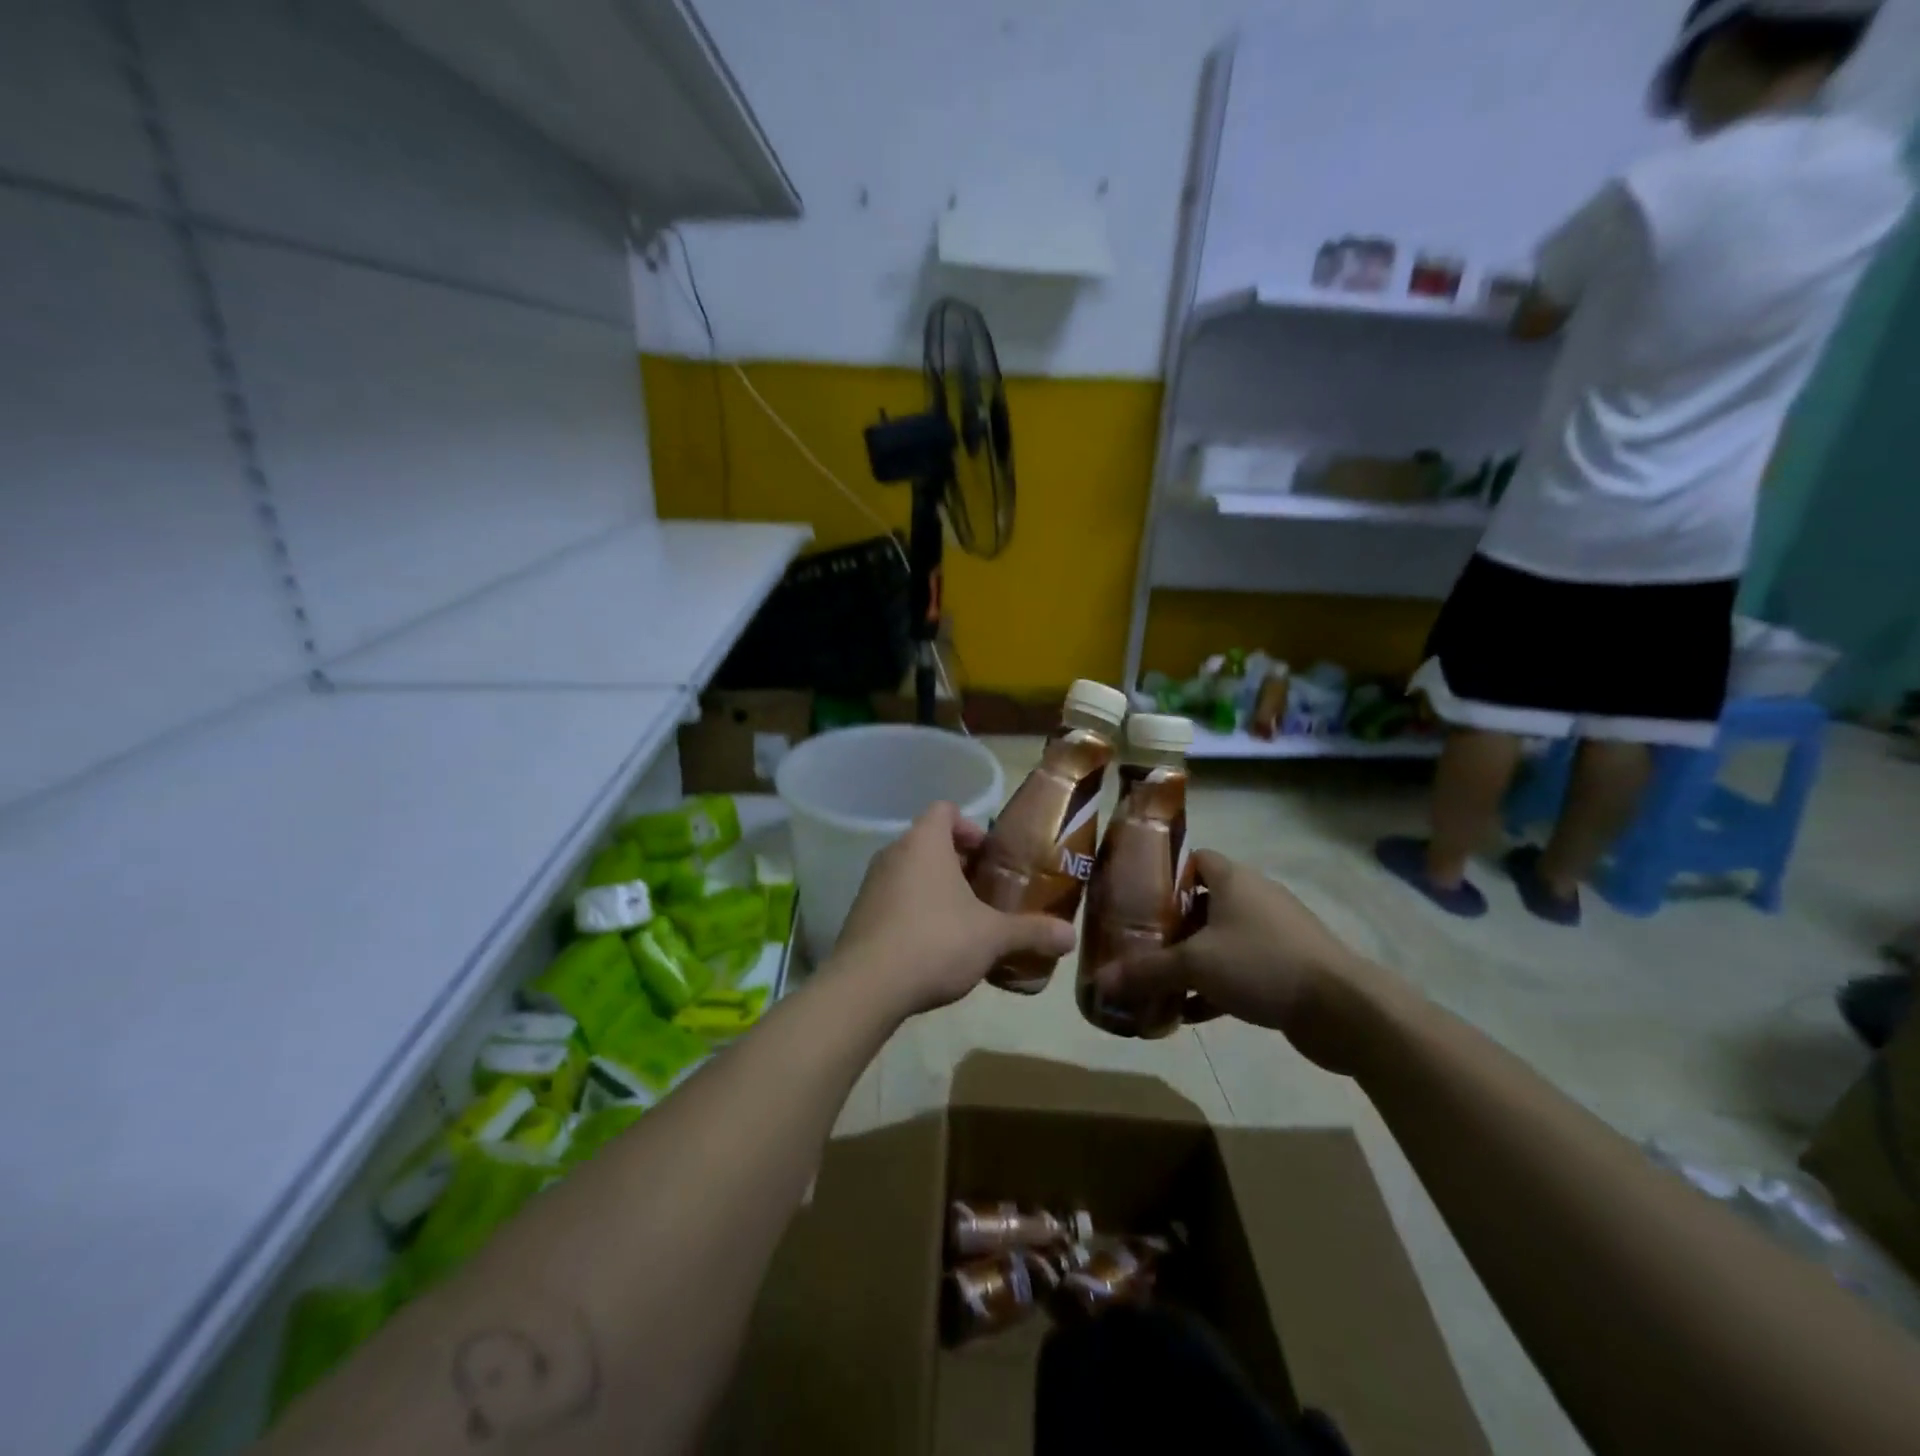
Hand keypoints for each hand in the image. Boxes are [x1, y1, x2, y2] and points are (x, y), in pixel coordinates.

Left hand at [831, 802, 1076, 1017]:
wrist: (865, 987)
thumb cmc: (935, 941)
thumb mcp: (992, 937)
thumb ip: (1032, 931)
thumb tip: (1071, 936)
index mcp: (924, 842)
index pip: (945, 810)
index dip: (970, 827)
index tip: (989, 856)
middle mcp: (893, 853)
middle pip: (929, 842)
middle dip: (959, 863)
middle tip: (986, 891)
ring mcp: (871, 884)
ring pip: (911, 872)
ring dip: (937, 889)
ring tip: (965, 921)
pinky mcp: (859, 914)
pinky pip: (894, 899)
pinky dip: (915, 911)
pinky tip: (934, 946)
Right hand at [1092, 851, 1400, 1074]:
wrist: (1344, 1009)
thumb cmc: (1262, 964)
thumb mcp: (1195, 965)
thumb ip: (1146, 972)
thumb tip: (1098, 983)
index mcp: (1233, 879)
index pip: (1192, 861)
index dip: (1162, 876)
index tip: (1133, 899)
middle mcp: (1254, 898)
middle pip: (1201, 903)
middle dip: (1170, 926)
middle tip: (1138, 944)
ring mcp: (1275, 934)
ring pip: (1220, 940)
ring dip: (1191, 960)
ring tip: (1157, 981)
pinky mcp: (1288, 968)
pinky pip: (1240, 970)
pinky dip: (1215, 987)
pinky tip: (1189, 1012)